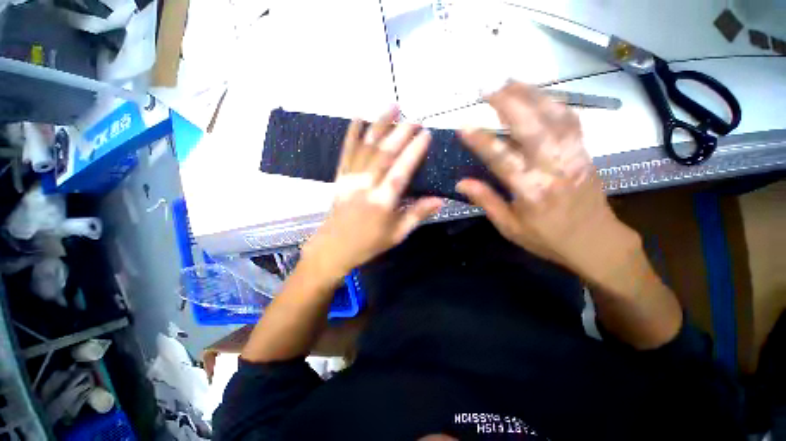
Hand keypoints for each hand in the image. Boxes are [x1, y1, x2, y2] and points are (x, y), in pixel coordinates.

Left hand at [303, 107, 442, 278]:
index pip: (401, 171)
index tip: (426, 134)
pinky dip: (352, 132)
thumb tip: (440, 200)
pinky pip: (346, 151)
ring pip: (366, 146)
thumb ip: (417, 215)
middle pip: (384, 154)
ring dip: (379, 124)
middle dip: (401, 132)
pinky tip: (358, 116)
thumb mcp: (397, 234)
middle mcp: (366, 186)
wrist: (334, 247)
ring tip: (392, 106)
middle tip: (415, 118)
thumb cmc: (368, 243)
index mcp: (382, 202)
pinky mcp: (340, 176)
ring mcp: (350, 178)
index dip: (414, 151)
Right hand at [456, 82, 639, 282]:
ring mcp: (573, 156)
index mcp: (531, 191)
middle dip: (509, 101)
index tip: (463, 127)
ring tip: (510, 81)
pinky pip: (570, 119)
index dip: (481, 141)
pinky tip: (538, 94)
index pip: (502, 158)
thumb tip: (461, 183)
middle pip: (532, 126)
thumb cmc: (547, 239)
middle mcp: (554, 168)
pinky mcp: (584, 152)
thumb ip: (486, 201)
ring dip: (531, 94)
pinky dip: (553, 102)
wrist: (595, 242)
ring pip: (554, 115)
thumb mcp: (510, 227)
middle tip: (488, 86)